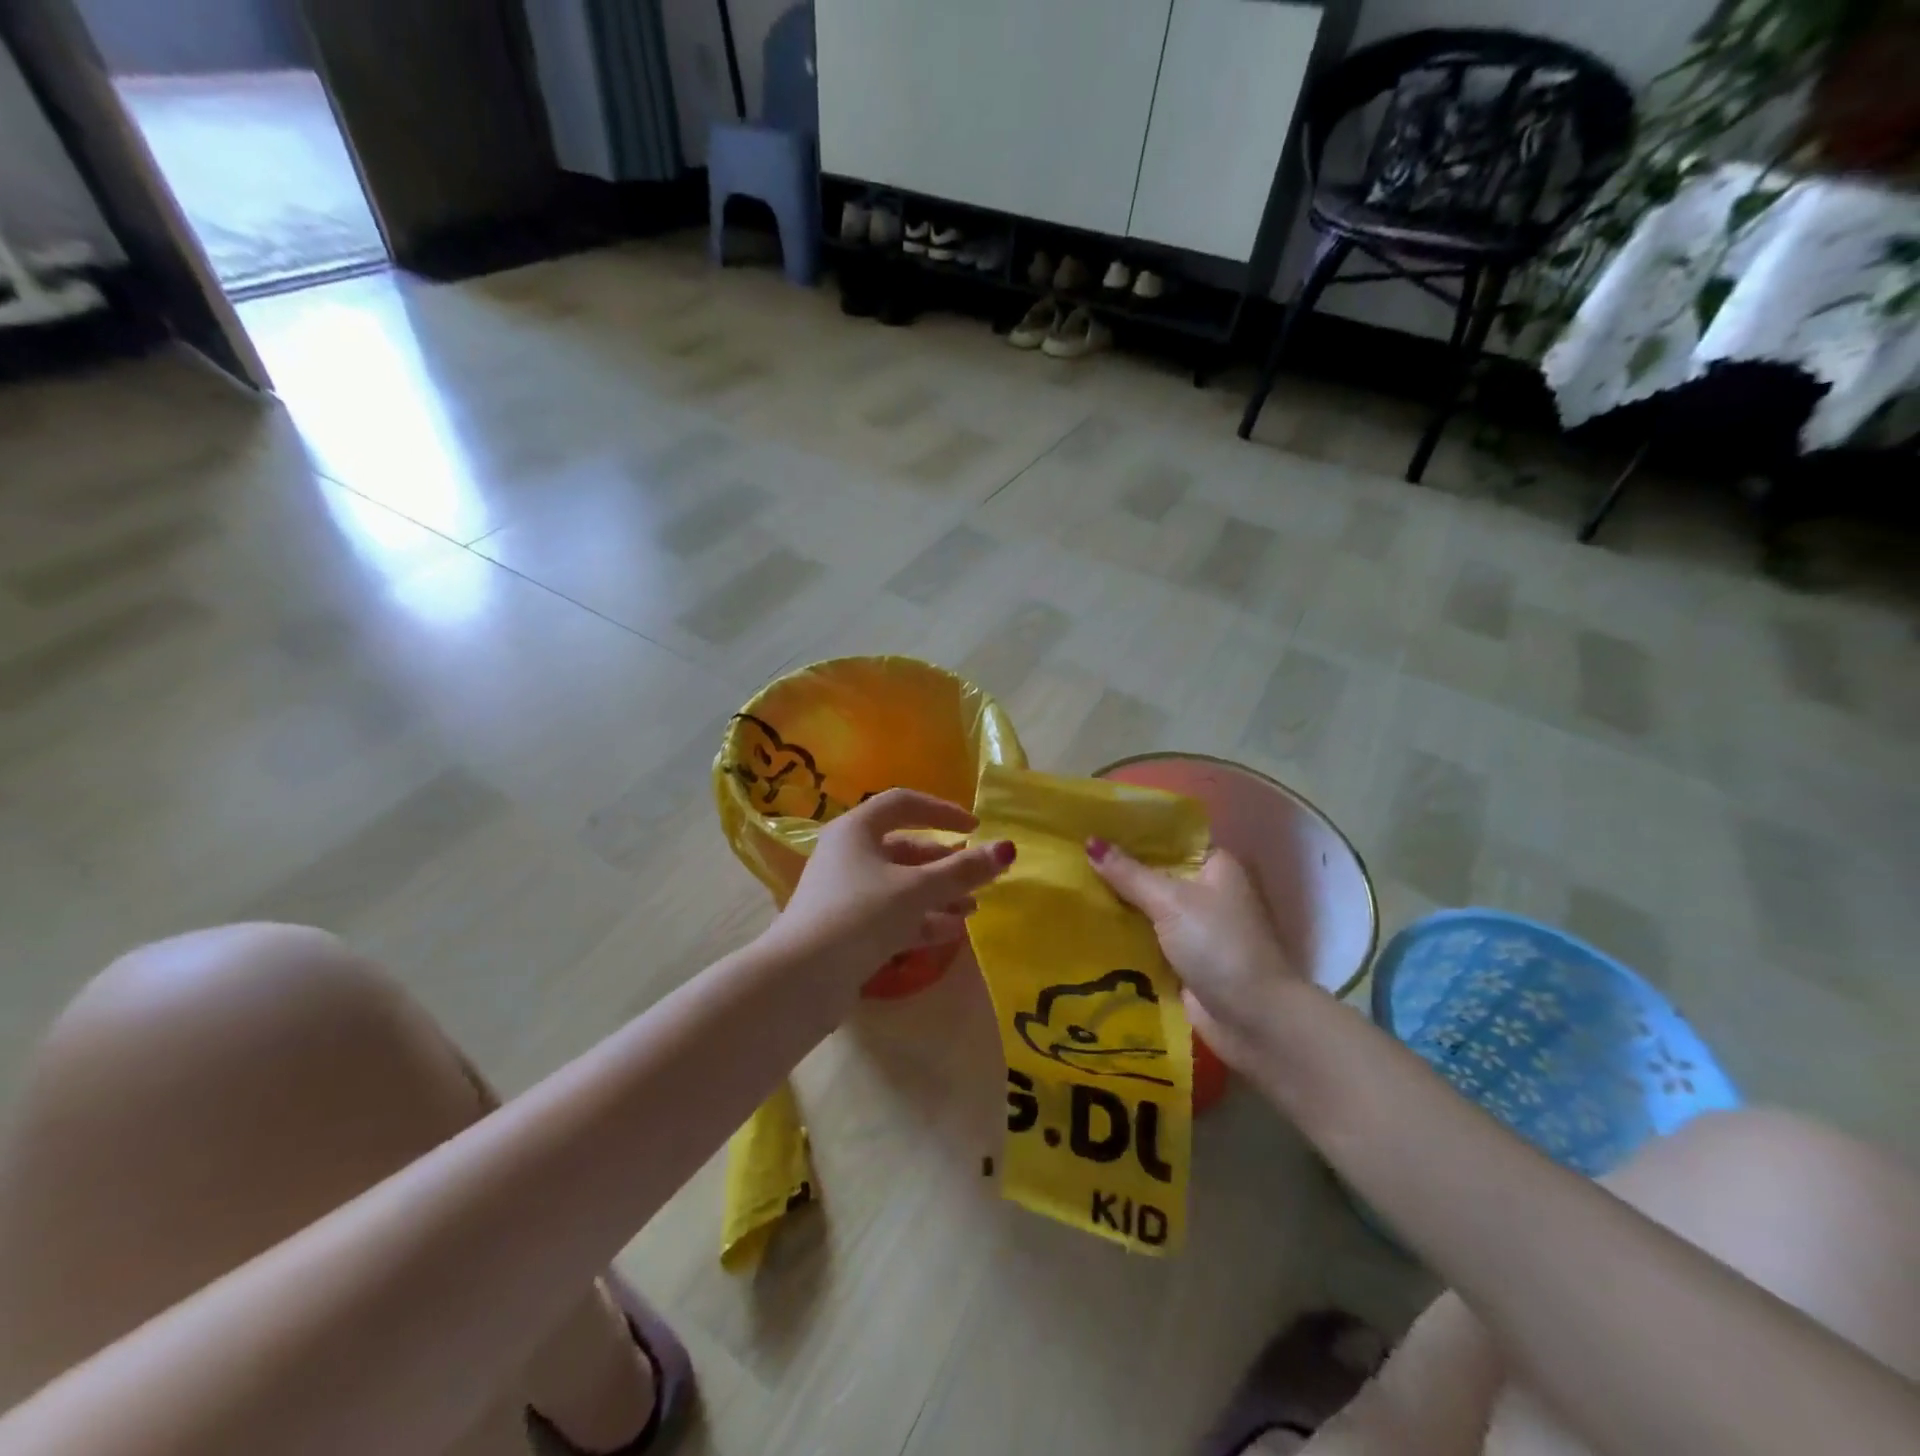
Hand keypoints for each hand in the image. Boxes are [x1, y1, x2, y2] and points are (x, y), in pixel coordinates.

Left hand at [772, 789, 1014, 989]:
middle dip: (946, 864)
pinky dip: (921, 920)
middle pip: (905, 848)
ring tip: (973, 910)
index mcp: (857, 829)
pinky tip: (951, 933)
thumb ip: (962, 870)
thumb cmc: (860, 915)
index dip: (942, 811)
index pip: (904, 803)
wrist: (801, 979)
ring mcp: (846, 893)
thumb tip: (1006, 849)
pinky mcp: (847, 928)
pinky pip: (891, 915)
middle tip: (980, 878)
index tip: (975, 827)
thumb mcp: (916, 890)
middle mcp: (849, 854)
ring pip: (900, 885)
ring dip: (938, 894)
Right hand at [1086, 839, 1304, 1069]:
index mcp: (1216, 866)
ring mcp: (1195, 928)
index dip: (1134, 831)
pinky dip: (1123, 934)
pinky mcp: (1183, 960)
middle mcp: (1207, 892)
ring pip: (1148, 907)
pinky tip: (1085, 924)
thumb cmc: (1218, 945)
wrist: (1254, 1019)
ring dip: (1117, 903)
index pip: (1170, 837)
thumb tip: (1090, 841)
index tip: (1093, 823)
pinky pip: (1145, 938)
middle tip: (1071, 854)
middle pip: (1156, 873)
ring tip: (1070, 885)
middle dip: (1118, 869)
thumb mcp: (1171, 902)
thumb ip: (1129, 873)